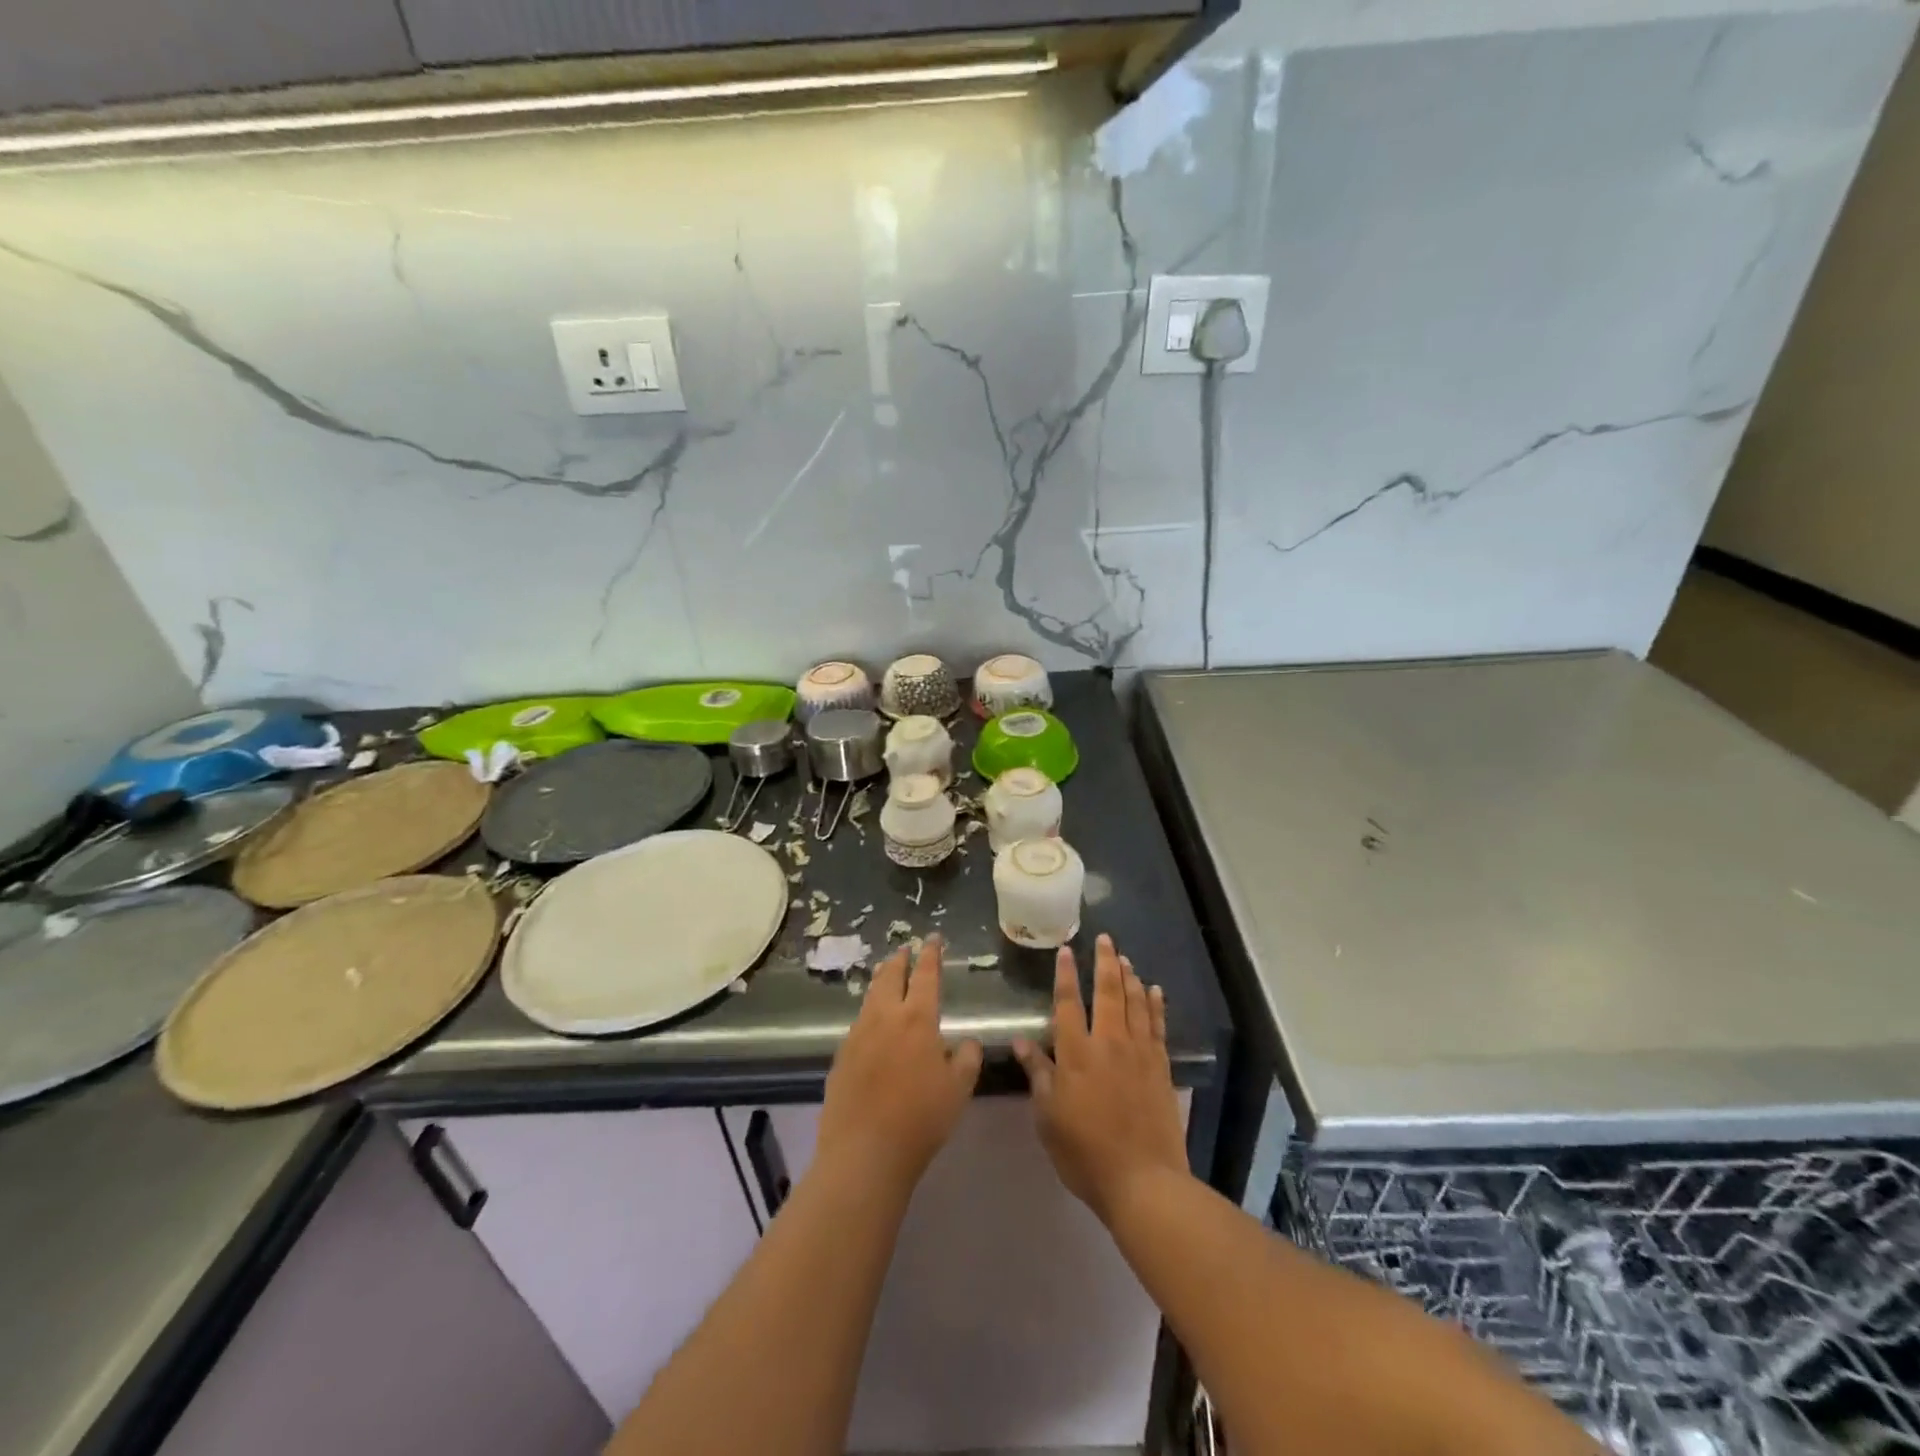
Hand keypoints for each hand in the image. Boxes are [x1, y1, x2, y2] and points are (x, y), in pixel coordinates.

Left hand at [816, 936, 983, 1199]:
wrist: (865, 1152)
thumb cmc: (921, 1119)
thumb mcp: (959, 1089)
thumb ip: (967, 1058)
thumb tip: (968, 1041)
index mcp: (917, 1019)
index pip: (925, 975)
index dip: (930, 954)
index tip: (933, 938)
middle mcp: (885, 1017)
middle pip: (890, 976)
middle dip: (900, 959)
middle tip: (906, 949)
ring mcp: (858, 1035)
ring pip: (870, 996)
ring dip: (881, 980)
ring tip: (887, 974)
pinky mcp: (841, 1056)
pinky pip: (858, 1023)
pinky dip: (869, 1011)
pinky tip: (872, 1023)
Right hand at [1013, 934, 1187, 1223]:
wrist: (1143, 1180)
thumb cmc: (1085, 1152)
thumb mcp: (1048, 1117)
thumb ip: (1037, 1074)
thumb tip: (1020, 1041)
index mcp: (1076, 1053)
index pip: (1067, 1003)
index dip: (1065, 974)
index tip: (1065, 950)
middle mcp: (1108, 1043)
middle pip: (1107, 991)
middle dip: (1104, 962)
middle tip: (1105, 938)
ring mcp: (1138, 1052)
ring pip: (1134, 1002)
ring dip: (1129, 976)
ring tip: (1125, 958)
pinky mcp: (1161, 1066)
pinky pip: (1158, 1025)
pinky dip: (1155, 1004)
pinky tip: (1154, 990)